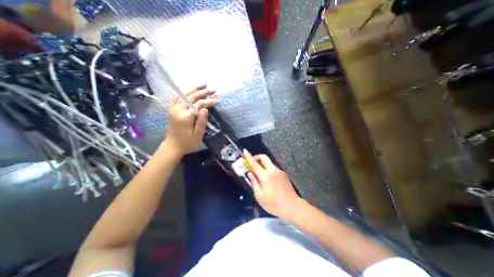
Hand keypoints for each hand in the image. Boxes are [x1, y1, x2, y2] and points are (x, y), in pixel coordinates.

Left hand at [164, 85, 218, 154]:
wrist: (173, 146)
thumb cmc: (187, 142)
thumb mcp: (197, 135)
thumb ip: (201, 121)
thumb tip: (206, 109)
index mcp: (185, 117)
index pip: (199, 104)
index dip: (209, 101)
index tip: (218, 100)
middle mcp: (178, 110)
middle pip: (191, 97)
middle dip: (204, 92)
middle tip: (213, 90)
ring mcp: (173, 109)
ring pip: (184, 95)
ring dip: (194, 89)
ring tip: (203, 85)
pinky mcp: (172, 110)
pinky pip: (176, 98)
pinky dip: (182, 93)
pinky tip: (187, 90)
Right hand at [243, 148, 300, 219]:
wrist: (293, 207)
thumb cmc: (275, 205)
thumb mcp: (260, 198)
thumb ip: (254, 183)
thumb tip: (250, 173)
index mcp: (266, 176)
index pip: (255, 163)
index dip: (248, 156)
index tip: (244, 151)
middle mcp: (273, 171)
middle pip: (264, 157)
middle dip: (257, 157)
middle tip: (251, 164)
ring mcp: (279, 171)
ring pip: (268, 163)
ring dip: (262, 164)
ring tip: (259, 175)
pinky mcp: (283, 174)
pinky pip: (273, 168)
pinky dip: (267, 169)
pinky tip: (267, 180)